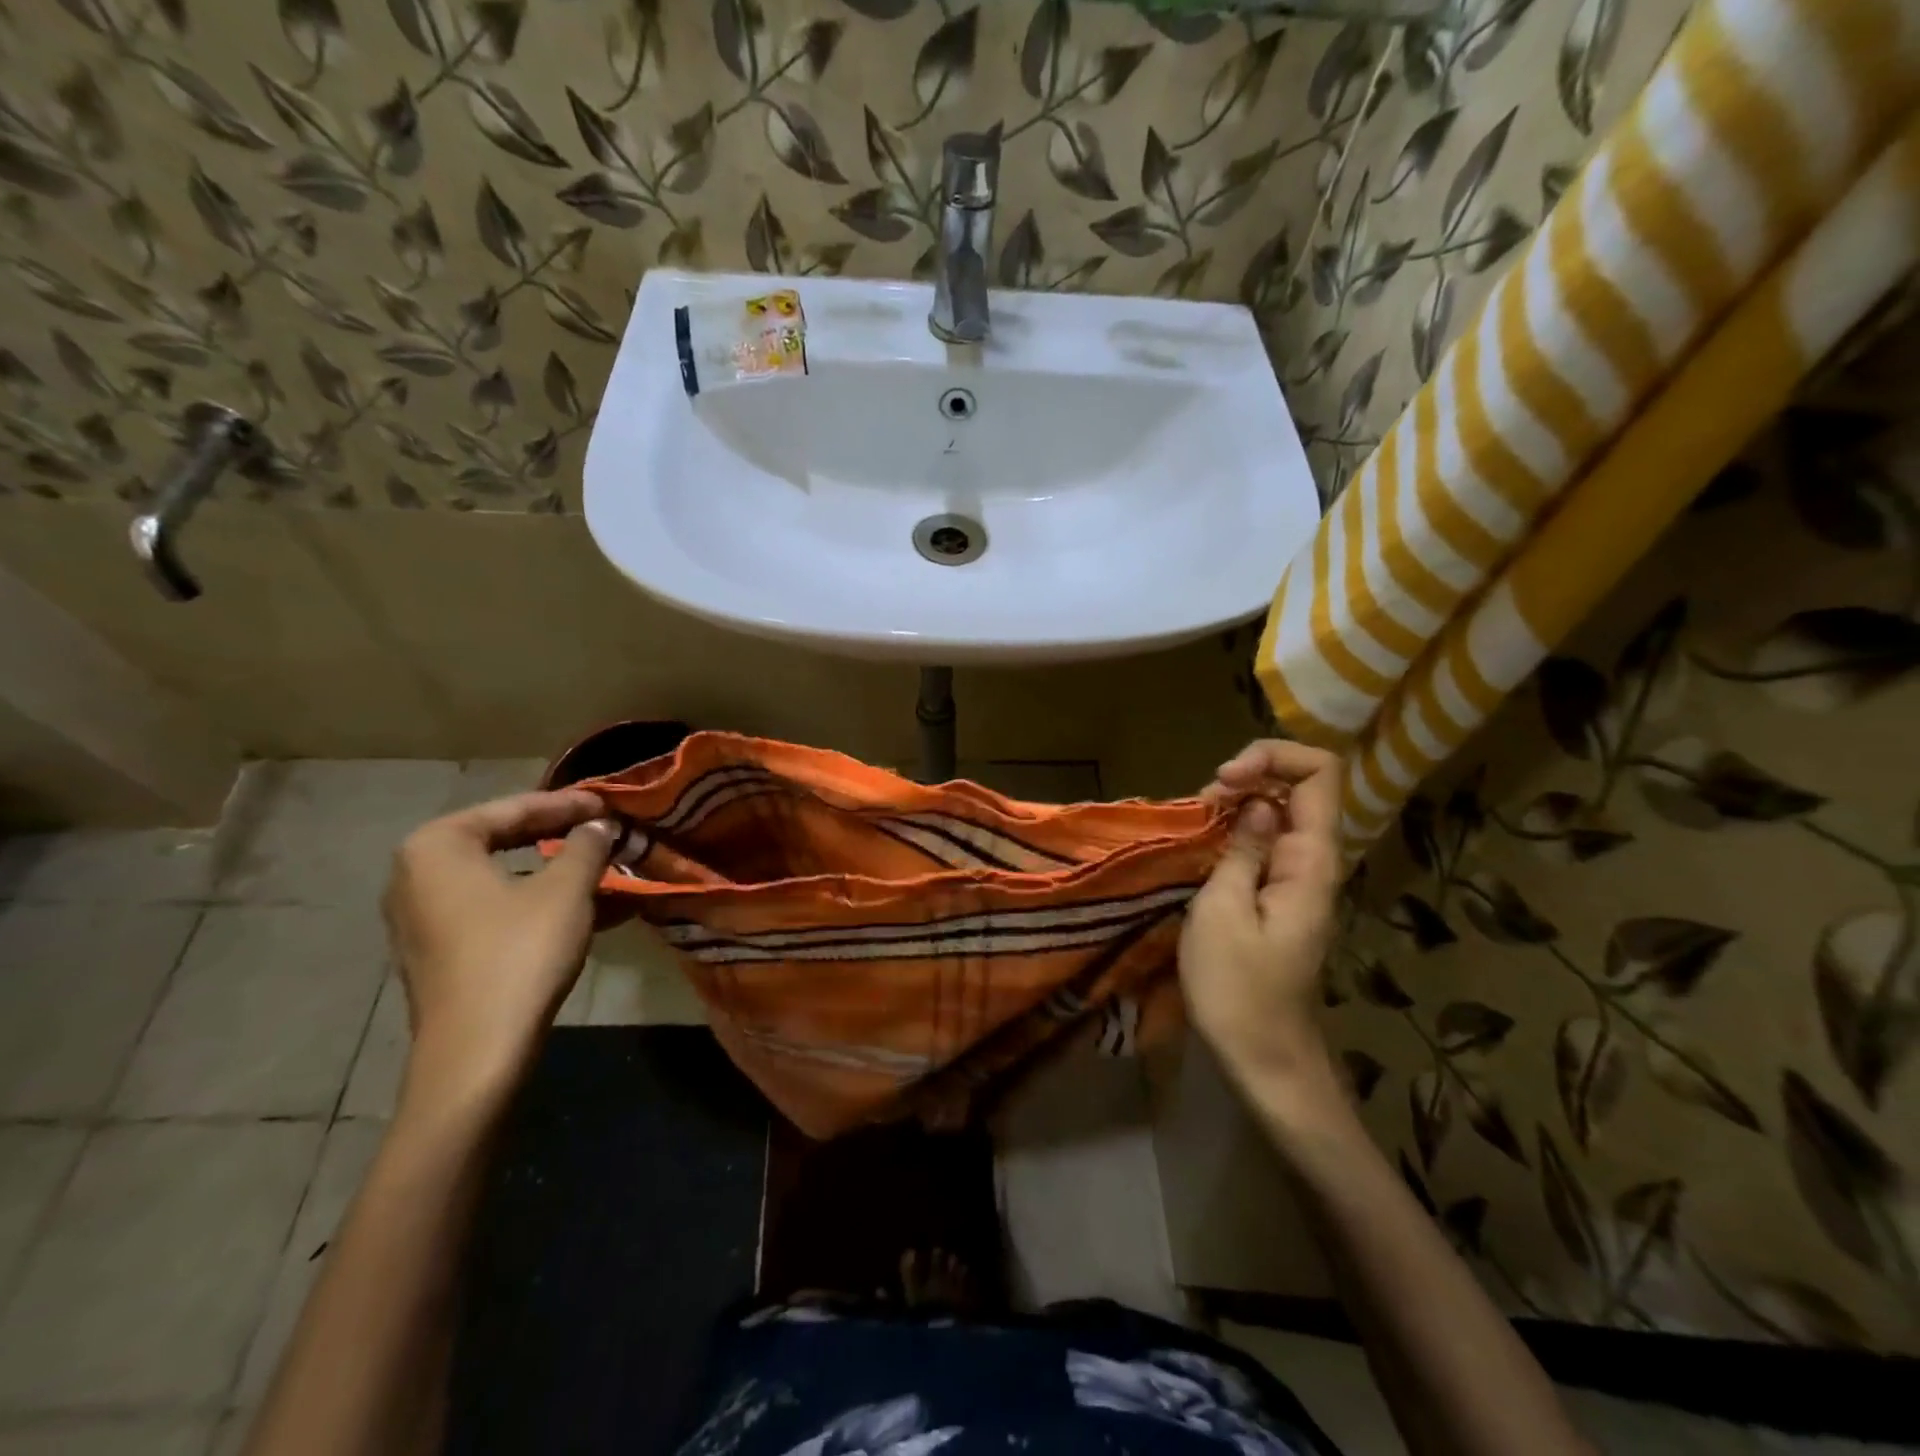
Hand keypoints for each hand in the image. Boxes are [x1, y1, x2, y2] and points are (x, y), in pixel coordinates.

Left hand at [382, 790, 617, 1114]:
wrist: (478, 1050)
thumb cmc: (520, 952)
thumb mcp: (566, 889)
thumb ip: (585, 844)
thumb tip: (598, 824)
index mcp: (438, 846)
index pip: (514, 808)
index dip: (569, 804)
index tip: (610, 802)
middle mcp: (418, 874)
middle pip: (504, 839)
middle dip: (561, 836)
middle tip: (605, 829)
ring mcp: (424, 916)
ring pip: (505, 877)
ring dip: (557, 872)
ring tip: (605, 868)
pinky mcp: (440, 950)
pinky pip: (497, 908)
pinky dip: (539, 902)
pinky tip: (589, 909)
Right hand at [1181, 741, 1345, 1103]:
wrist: (1265, 1059)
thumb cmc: (1238, 989)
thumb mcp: (1222, 911)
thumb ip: (1242, 849)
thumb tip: (1256, 804)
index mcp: (1311, 860)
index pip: (1321, 773)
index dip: (1273, 757)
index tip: (1224, 781)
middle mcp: (1314, 862)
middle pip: (1299, 787)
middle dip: (1248, 777)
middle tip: (1201, 804)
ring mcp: (1298, 880)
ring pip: (1278, 814)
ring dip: (1236, 805)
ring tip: (1196, 822)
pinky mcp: (1280, 898)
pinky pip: (1265, 844)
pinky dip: (1234, 832)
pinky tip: (1203, 846)